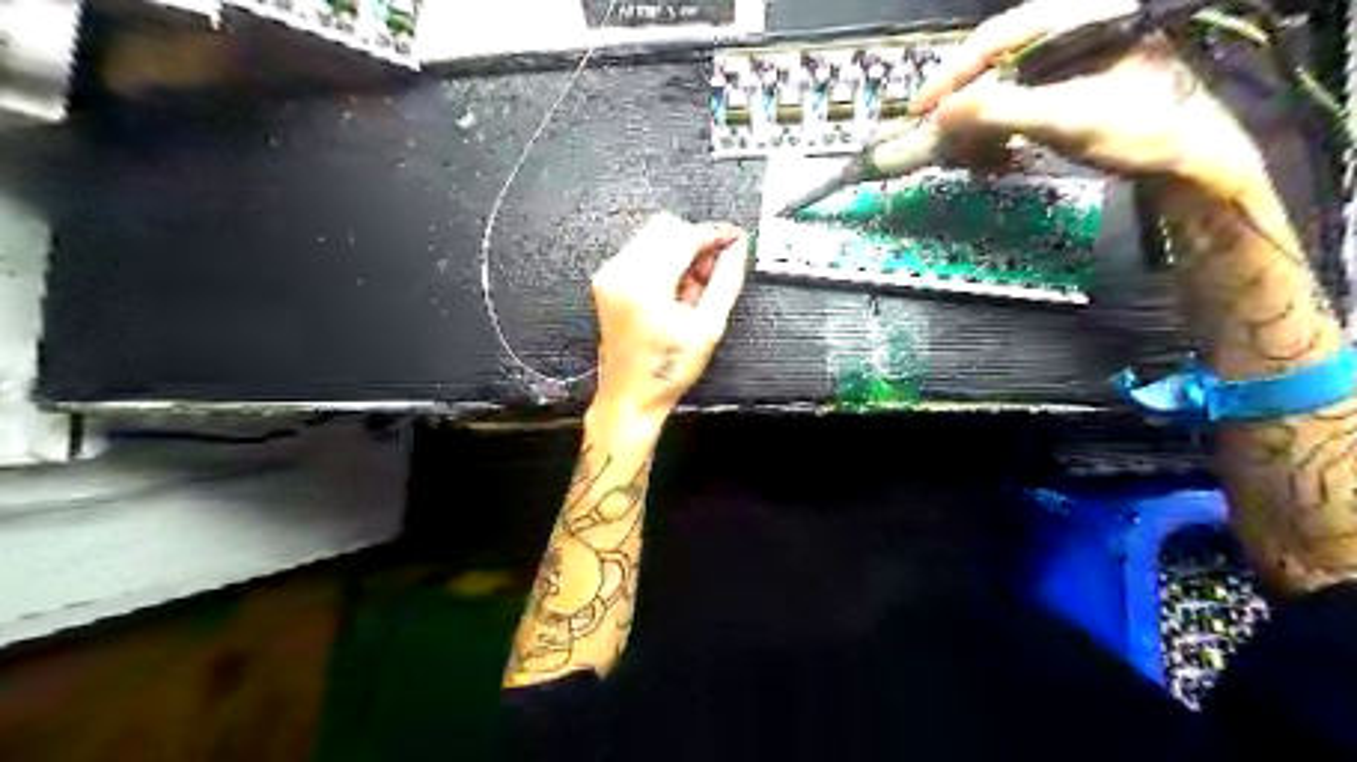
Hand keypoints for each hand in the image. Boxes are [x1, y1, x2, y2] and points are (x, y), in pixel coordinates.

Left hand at [589, 214, 746, 425]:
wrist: (630, 397)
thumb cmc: (667, 370)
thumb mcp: (708, 328)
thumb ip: (726, 281)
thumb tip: (738, 248)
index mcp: (645, 284)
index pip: (684, 235)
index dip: (714, 234)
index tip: (736, 240)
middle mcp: (620, 272)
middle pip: (665, 227)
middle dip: (696, 242)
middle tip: (716, 269)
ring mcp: (609, 275)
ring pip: (653, 237)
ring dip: (680, 252)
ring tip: (695, 289)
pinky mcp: (607, 281)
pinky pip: (640, 252)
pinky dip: (664, 261)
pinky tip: (676, 292)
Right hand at [911, 0, 1272, 201]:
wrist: (1195, 158)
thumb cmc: (1143, 130)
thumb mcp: (1068, 118)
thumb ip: (1002, 110)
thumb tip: (941, 112)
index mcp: (1083, 15)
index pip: (998, 36)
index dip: (953, 73)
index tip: (920, 108)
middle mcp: (1078, 24)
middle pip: (999, 53)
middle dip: (963, 92)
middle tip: (931, 125)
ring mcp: (1079, 52)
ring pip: (1008, 74)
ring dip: (978, 109)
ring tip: (956, 138)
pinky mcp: (1078, 79)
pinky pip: (1023, 92)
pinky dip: (999, 119)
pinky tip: (991, 141)